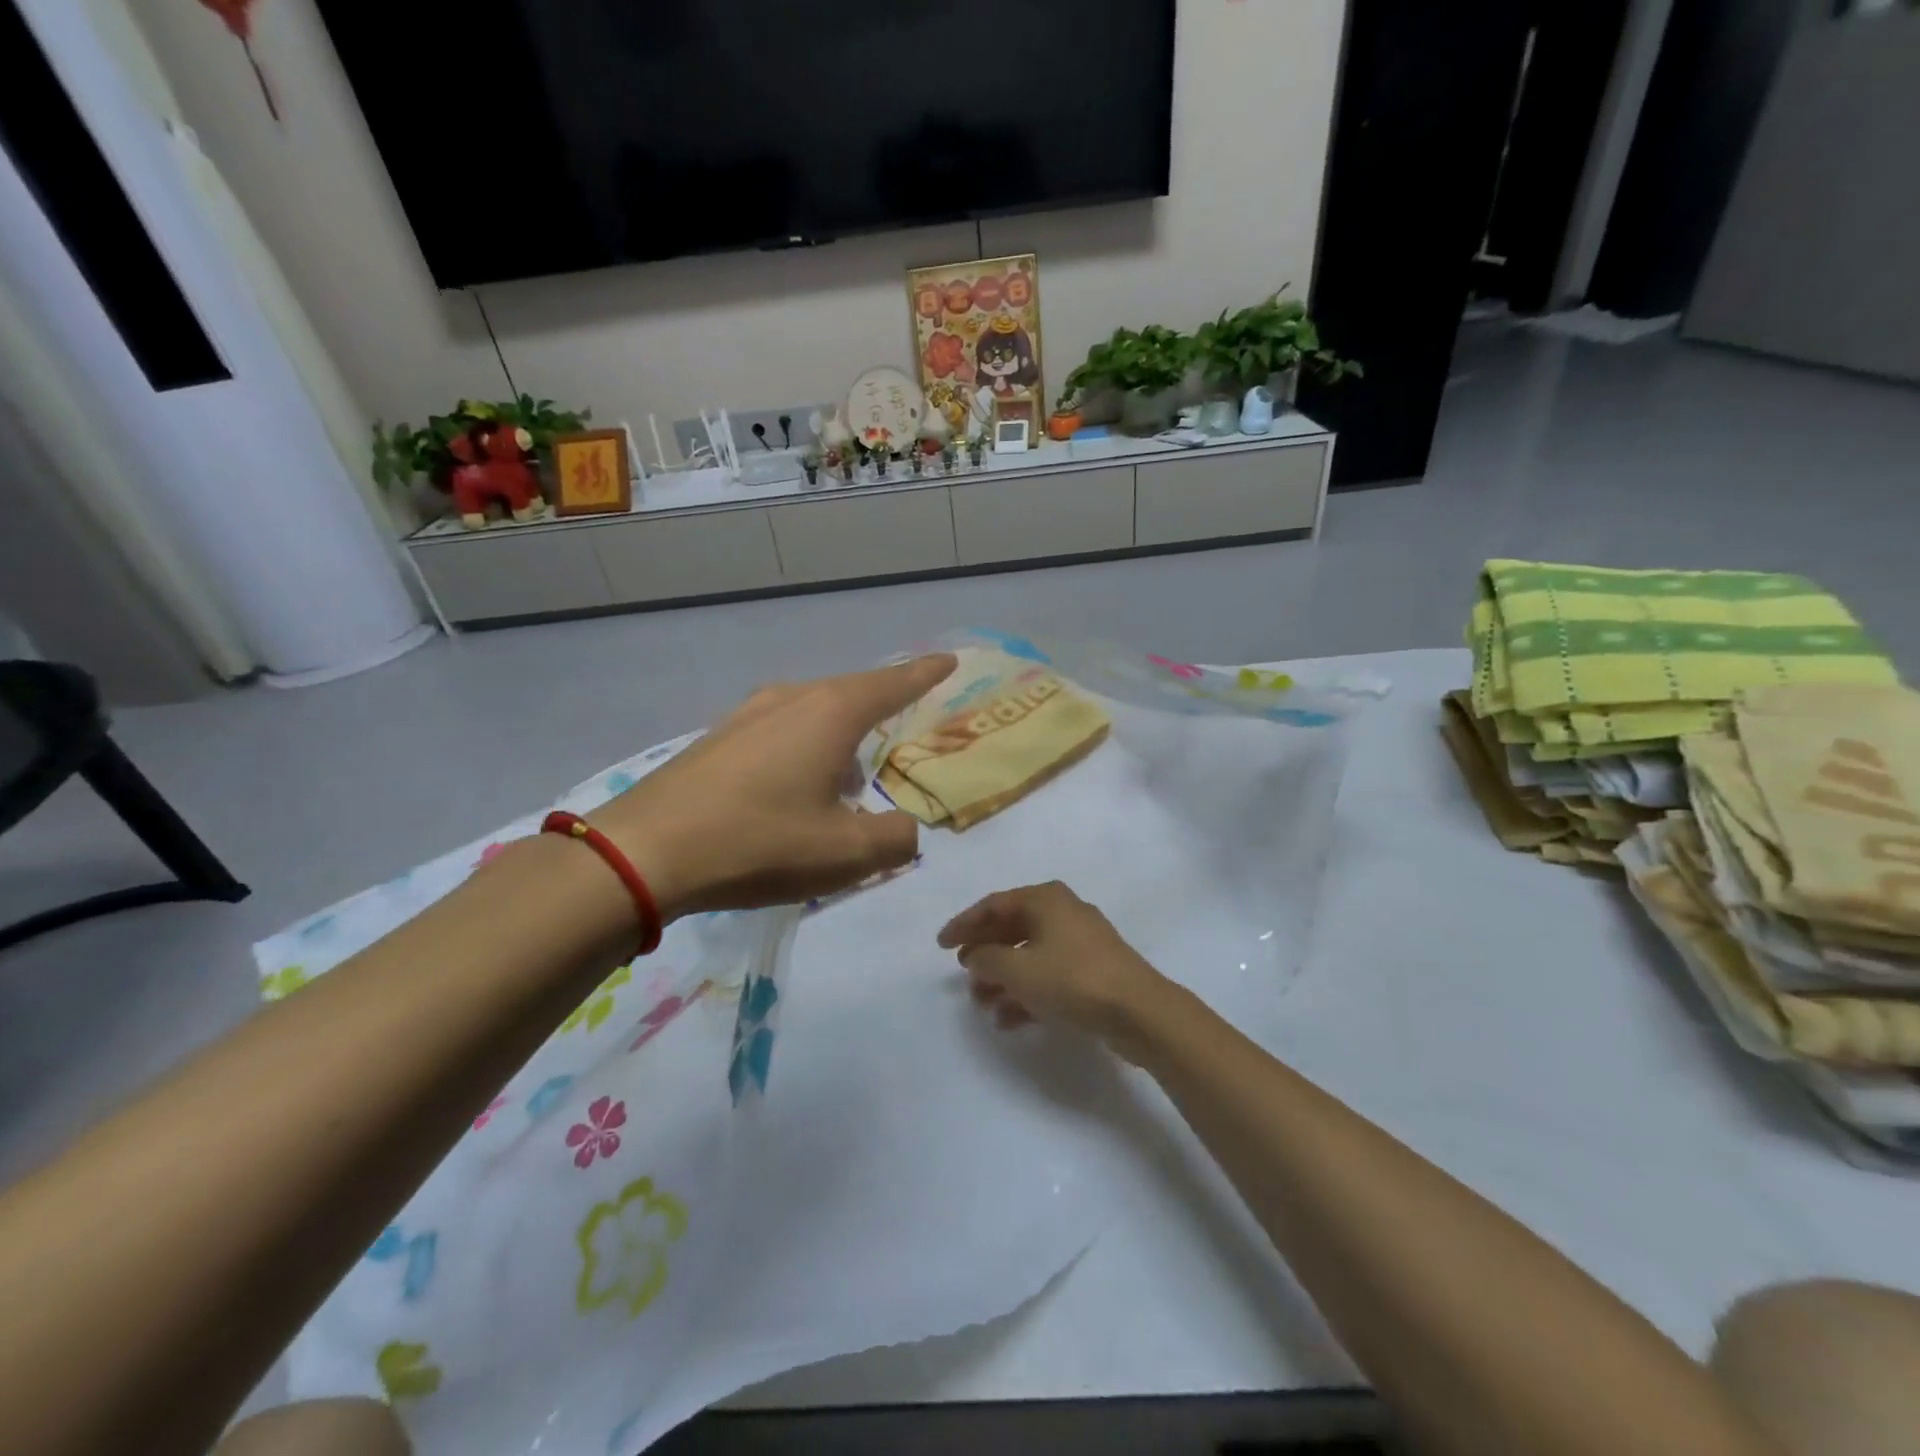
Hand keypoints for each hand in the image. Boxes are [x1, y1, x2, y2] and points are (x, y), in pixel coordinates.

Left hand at [589, 654, 955, 916]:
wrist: (645, 852)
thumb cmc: (759, 842)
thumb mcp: (846, 853)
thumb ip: (895, 840)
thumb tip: (906, 831)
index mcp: (831, 714)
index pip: (893, 683)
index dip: (925, 673)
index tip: (948, 660)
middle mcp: (790, 699)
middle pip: (851, 694)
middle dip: (879, 711)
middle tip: (899, 731)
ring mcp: (747, 715)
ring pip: (811, 715)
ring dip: (837, 740)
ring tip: (846, 779)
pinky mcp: (716, 739)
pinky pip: (778, 732)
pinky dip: (801, 752)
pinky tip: (792, 791)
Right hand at [938, 882, 1171, 1060]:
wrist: (1140, 1011)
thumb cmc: (1072, 979)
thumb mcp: (1018, 970)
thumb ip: (986, 959)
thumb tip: (974, 954)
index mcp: (1045, 899)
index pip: (994, 905)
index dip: (964, 924)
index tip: (941, 945)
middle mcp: (1063, 912)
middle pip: (1013, 928)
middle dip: (985, 954)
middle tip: (963, 975)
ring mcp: (1081, 942)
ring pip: (1031, 955)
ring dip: (1004, 978)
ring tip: (982, 1003)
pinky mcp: (1093, 971)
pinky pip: (1049, 975)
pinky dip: (1027, 993)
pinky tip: (1008, 1020)